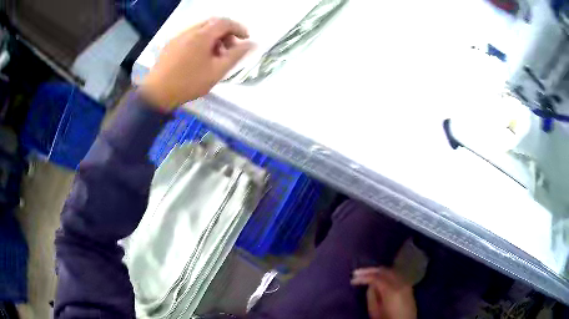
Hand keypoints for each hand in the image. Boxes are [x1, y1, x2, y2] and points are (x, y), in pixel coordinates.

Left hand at [140, 18, 253, 110]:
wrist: (157, 93)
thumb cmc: (189, 83)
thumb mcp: (217, 71)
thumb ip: (236, 55)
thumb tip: (252, 44)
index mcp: (202, 35)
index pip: (225, 22)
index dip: (239, 28)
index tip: (246, 39)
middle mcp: (190, 31)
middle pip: (213, 23)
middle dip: (226, 33)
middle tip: (230, 49)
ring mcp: (178, 37)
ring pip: (201, 29)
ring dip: (213, 38)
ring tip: (214, 56)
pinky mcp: (170, 44)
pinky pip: (190, 36)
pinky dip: (201, 41)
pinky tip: (199, 58)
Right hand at [351, 267, 416, 318]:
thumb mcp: (375, 311)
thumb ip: (372, 296)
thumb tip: (370, 285)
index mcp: (391, 291)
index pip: (376, 277)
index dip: (363, 276)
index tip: (353, 279)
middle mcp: (400, 283)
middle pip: (385, 270)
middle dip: (370, 270)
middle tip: (358, 272)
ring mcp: (406, 283)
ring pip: (391, 271)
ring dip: (379, 271)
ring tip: (367, 273)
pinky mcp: (408, 286)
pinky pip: (396, 275)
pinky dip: (387, 274)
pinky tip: (380, 276)